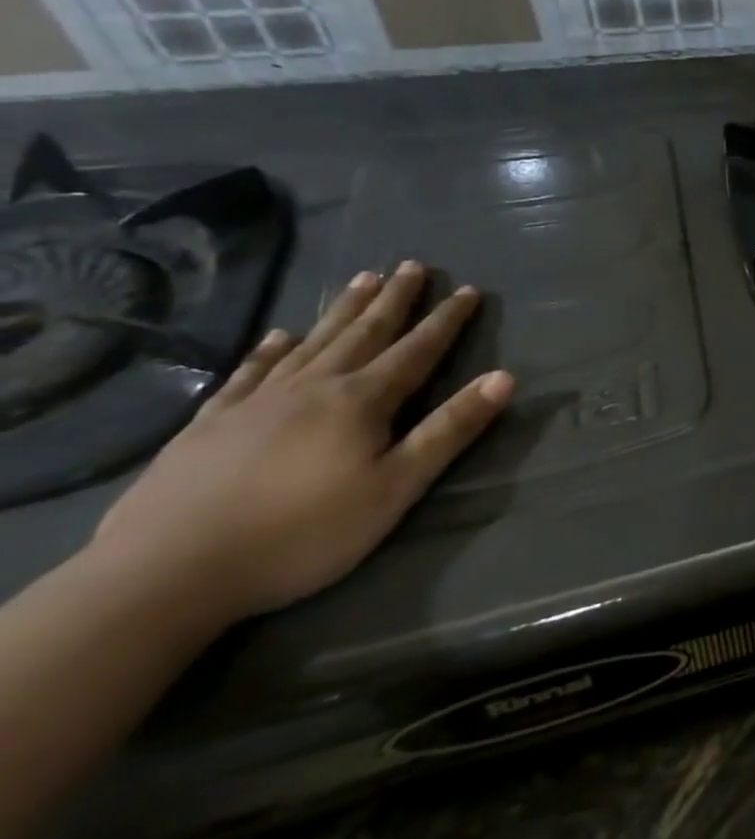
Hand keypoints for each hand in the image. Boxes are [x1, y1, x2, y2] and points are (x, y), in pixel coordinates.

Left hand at [90, 262, 512, 623]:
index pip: (417, 350)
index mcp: (362, 401)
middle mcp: (313, 387)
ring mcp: (256, 402)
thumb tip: (504, 377)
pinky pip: (248, 374)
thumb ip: (450, 430)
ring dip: (342, 311)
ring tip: (361, 279)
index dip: (447, 320)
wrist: (165, 572)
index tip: (469, 290)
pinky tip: (277, 337)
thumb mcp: (396, 487)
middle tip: (412, 266)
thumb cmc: (303, 532)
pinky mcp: (209, 425)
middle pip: (364, 333)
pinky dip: (268, 351)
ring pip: (312, 343)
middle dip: (393, 300)